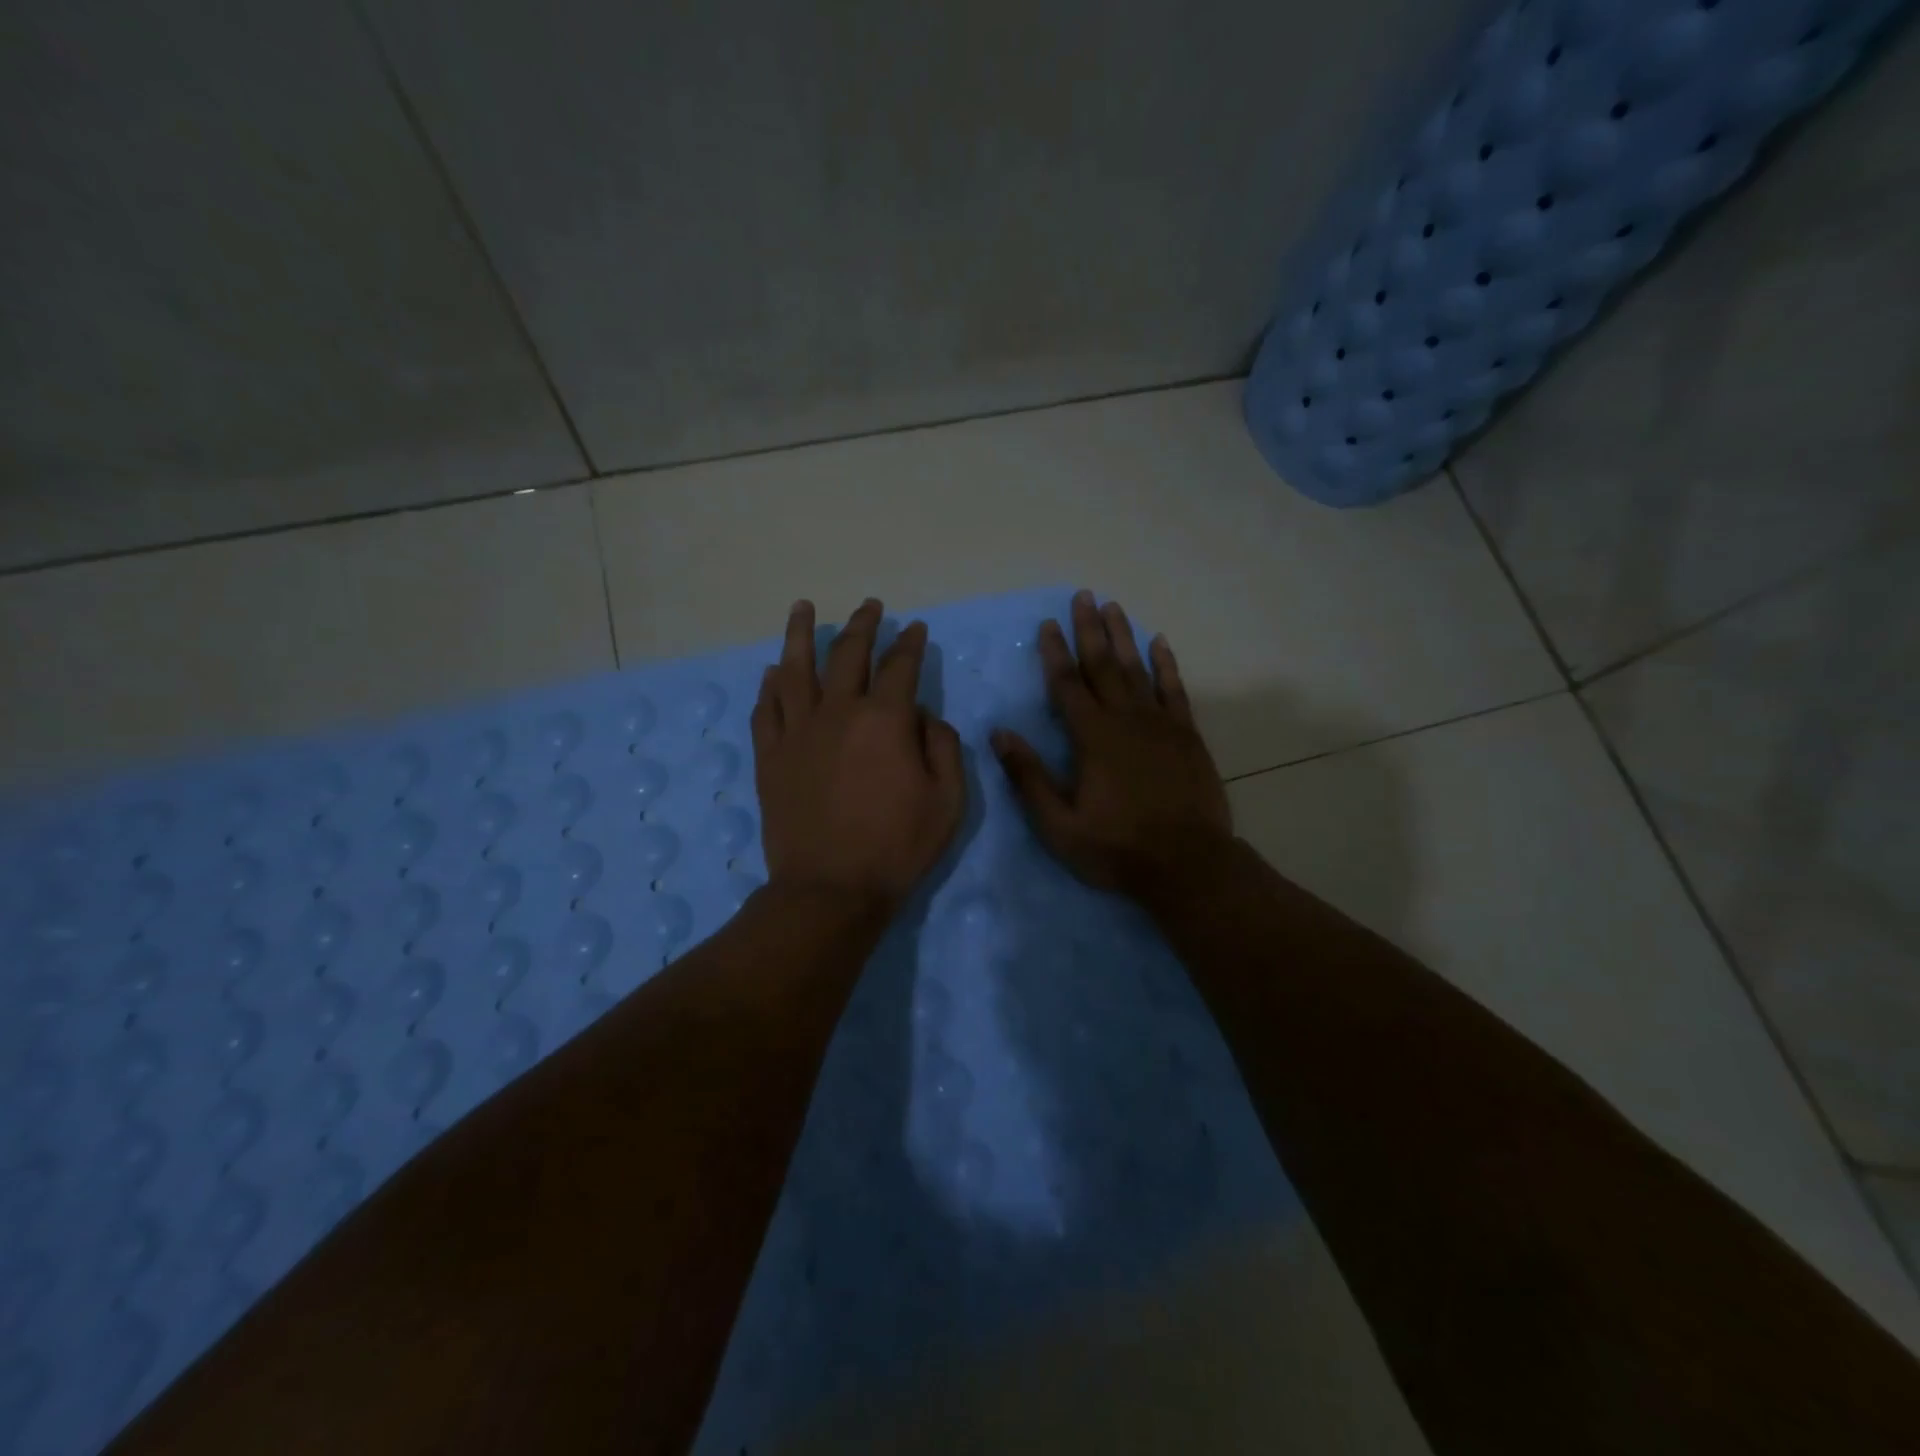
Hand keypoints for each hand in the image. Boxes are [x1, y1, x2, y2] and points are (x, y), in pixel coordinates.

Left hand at [751, 597, 966, 915]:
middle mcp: (837, 712)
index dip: (910, 643)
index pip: (900, 666)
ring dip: (800, 634)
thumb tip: (922, 715)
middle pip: (847, 654)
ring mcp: (797, 731)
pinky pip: (766, 708)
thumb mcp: (948, 800)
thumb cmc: (897, 846)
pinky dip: (769, 685)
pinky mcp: (770, 756)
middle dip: (862, 625)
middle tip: (869, 606)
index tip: (915, 629)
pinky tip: (772, 671)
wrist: (830, 889)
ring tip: (802, 607)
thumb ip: (943, 745)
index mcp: (885, 719)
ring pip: (795, 668)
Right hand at [992, 591, 1231, 899]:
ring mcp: (1161, 724)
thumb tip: (1000, 734)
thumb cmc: (1117, 848)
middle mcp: (1125, 720)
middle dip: (1089, 630)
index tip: (1047, 624)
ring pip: (1138, 669)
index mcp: (1092, 738)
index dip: (1054, 653)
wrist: (1187, 865)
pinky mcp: (1187, 736)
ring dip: (1123, 637)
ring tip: (1113, 607)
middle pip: (1103, 665)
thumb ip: (1029, 777)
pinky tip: (1160, 643)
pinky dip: (1166, 664)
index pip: (1067, 685)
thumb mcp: (1059, 825)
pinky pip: (1175, 690)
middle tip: (1083, 596)